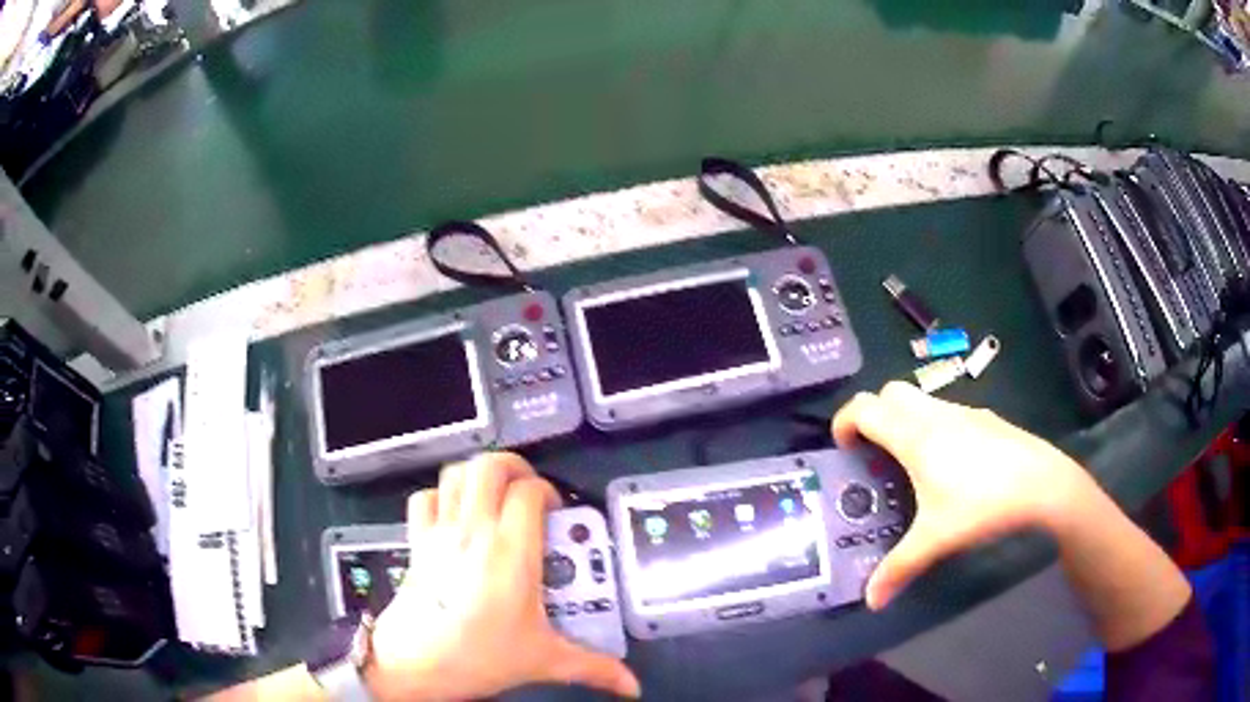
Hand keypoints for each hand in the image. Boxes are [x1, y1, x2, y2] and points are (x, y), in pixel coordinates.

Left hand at [368, 452, 639, 700]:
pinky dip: (440, 496)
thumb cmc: (480, 656)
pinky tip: (454, 516)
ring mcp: (440, 531)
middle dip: (514, 468)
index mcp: (511, 550)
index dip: (548, 492)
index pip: (530, 491)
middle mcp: (474, 530)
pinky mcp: (416, 541)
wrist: (412, 664)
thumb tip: (632, 685)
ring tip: (495, 498)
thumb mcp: (544, 661)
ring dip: (477, 475)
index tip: (558, 514)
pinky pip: (424, 499)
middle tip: (529, 492)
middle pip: (489, 466)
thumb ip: (594, 667)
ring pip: (455, 474)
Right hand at [831, 382, 1101, 609]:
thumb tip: (871, 600)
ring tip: (913, 464)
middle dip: (874, 415)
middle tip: (875, 453)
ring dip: (905, 420)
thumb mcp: (937, 539)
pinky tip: (952, 466)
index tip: (844, 450)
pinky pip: (946, 411)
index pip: (865, 407)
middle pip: (890, 392)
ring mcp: (963, 411)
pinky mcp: (985, 417)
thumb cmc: (983, 504)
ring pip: (920, 399)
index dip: (844, 421)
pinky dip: (934, 427)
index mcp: (915, 436)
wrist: (1042, 483)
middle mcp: (935, 414)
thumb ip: (899, 568)